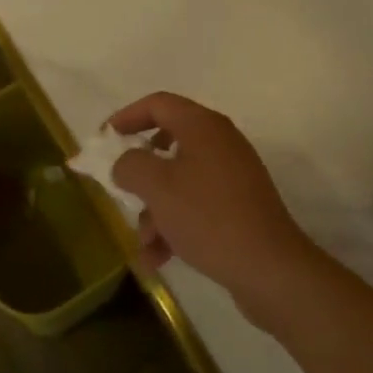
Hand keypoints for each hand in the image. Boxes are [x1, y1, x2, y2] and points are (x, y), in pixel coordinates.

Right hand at [109, 93, 318, 327]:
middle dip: (139, 173)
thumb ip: (130, 165)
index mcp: (203, 126)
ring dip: (154, 209)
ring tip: (144, 244)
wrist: (269, 268)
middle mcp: (220, 143)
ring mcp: (232, 176)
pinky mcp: (238, 207)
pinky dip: (174, 225)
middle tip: (119, 189)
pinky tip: (159, 259)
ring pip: (178, 181)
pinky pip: (195, 206)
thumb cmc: (208, 216)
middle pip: (167, 144)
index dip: (126, 117)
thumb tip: (125, 163)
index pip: (158, 103)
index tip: (103, 139)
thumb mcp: (157, 187)